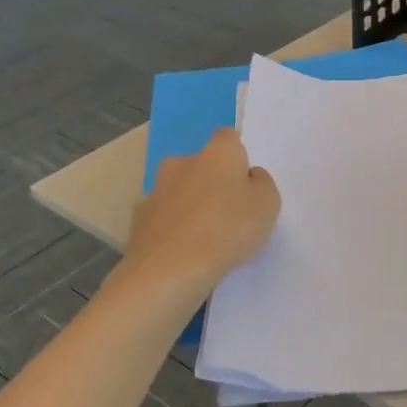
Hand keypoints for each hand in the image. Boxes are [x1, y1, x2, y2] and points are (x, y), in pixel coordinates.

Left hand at [119, 128, 279, 311]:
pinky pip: (163, 216)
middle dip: (212, 180)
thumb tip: (248, 176)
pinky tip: (182, 251)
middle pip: (202, 163)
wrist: (169, 270)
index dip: (238, 157)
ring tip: (205, 238)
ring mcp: (157, 189)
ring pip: (180, 189)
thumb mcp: (267, 205)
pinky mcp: (139, 218)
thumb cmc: (227, 229)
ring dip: (190, 204)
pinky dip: (172, 226)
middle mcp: (183, 161)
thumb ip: (261, 183)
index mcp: (218, 152)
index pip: (228, 137)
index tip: (245, 183)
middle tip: (228, 213)